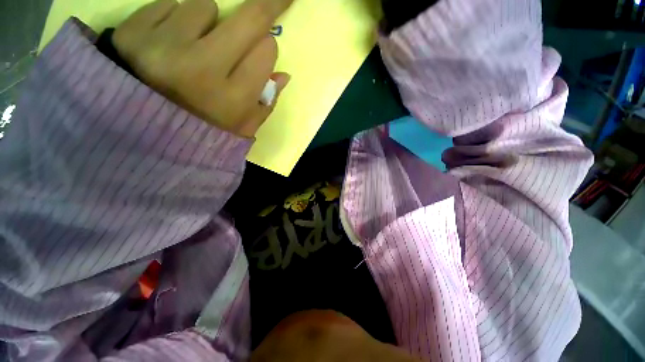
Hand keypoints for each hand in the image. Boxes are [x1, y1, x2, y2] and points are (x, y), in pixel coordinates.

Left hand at [113, 0, 292, 137]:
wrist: (141, 131)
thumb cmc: (202, 131)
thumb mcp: (242, 128)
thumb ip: (266, 104)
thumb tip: (283, 75)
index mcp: (232, 99)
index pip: (266, 52)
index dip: (268, 50)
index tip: (263, 52)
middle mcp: (201, 69)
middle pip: (248, 18)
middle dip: (267, 4)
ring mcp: (164, 45)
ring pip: (205, 6)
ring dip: (208, 21)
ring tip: (195, 46)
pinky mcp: (133, 31)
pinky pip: (169, 4)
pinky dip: (175, 19)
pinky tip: (169, 43)